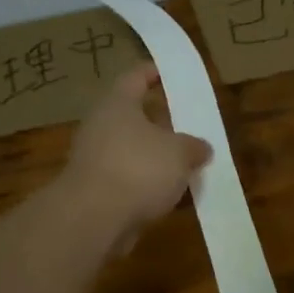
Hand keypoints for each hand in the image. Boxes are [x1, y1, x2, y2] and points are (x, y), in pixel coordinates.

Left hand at [61, 64, 212, 250]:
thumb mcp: (179, 153)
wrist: (92, 220)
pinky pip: (127, 180)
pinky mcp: (95, 191)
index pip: (136, 77)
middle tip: (188, 126)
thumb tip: (201, 148)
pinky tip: (170, 196)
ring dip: (156, 158)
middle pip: (134, 117)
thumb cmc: (138, 169)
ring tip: (187, 165)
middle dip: (161, 123)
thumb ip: (193, 147)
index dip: (154, 72)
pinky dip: (146, 185)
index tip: (170, 73)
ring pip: (132, 151)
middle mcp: (101, 127)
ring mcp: (95, 160)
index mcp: (117, 104)